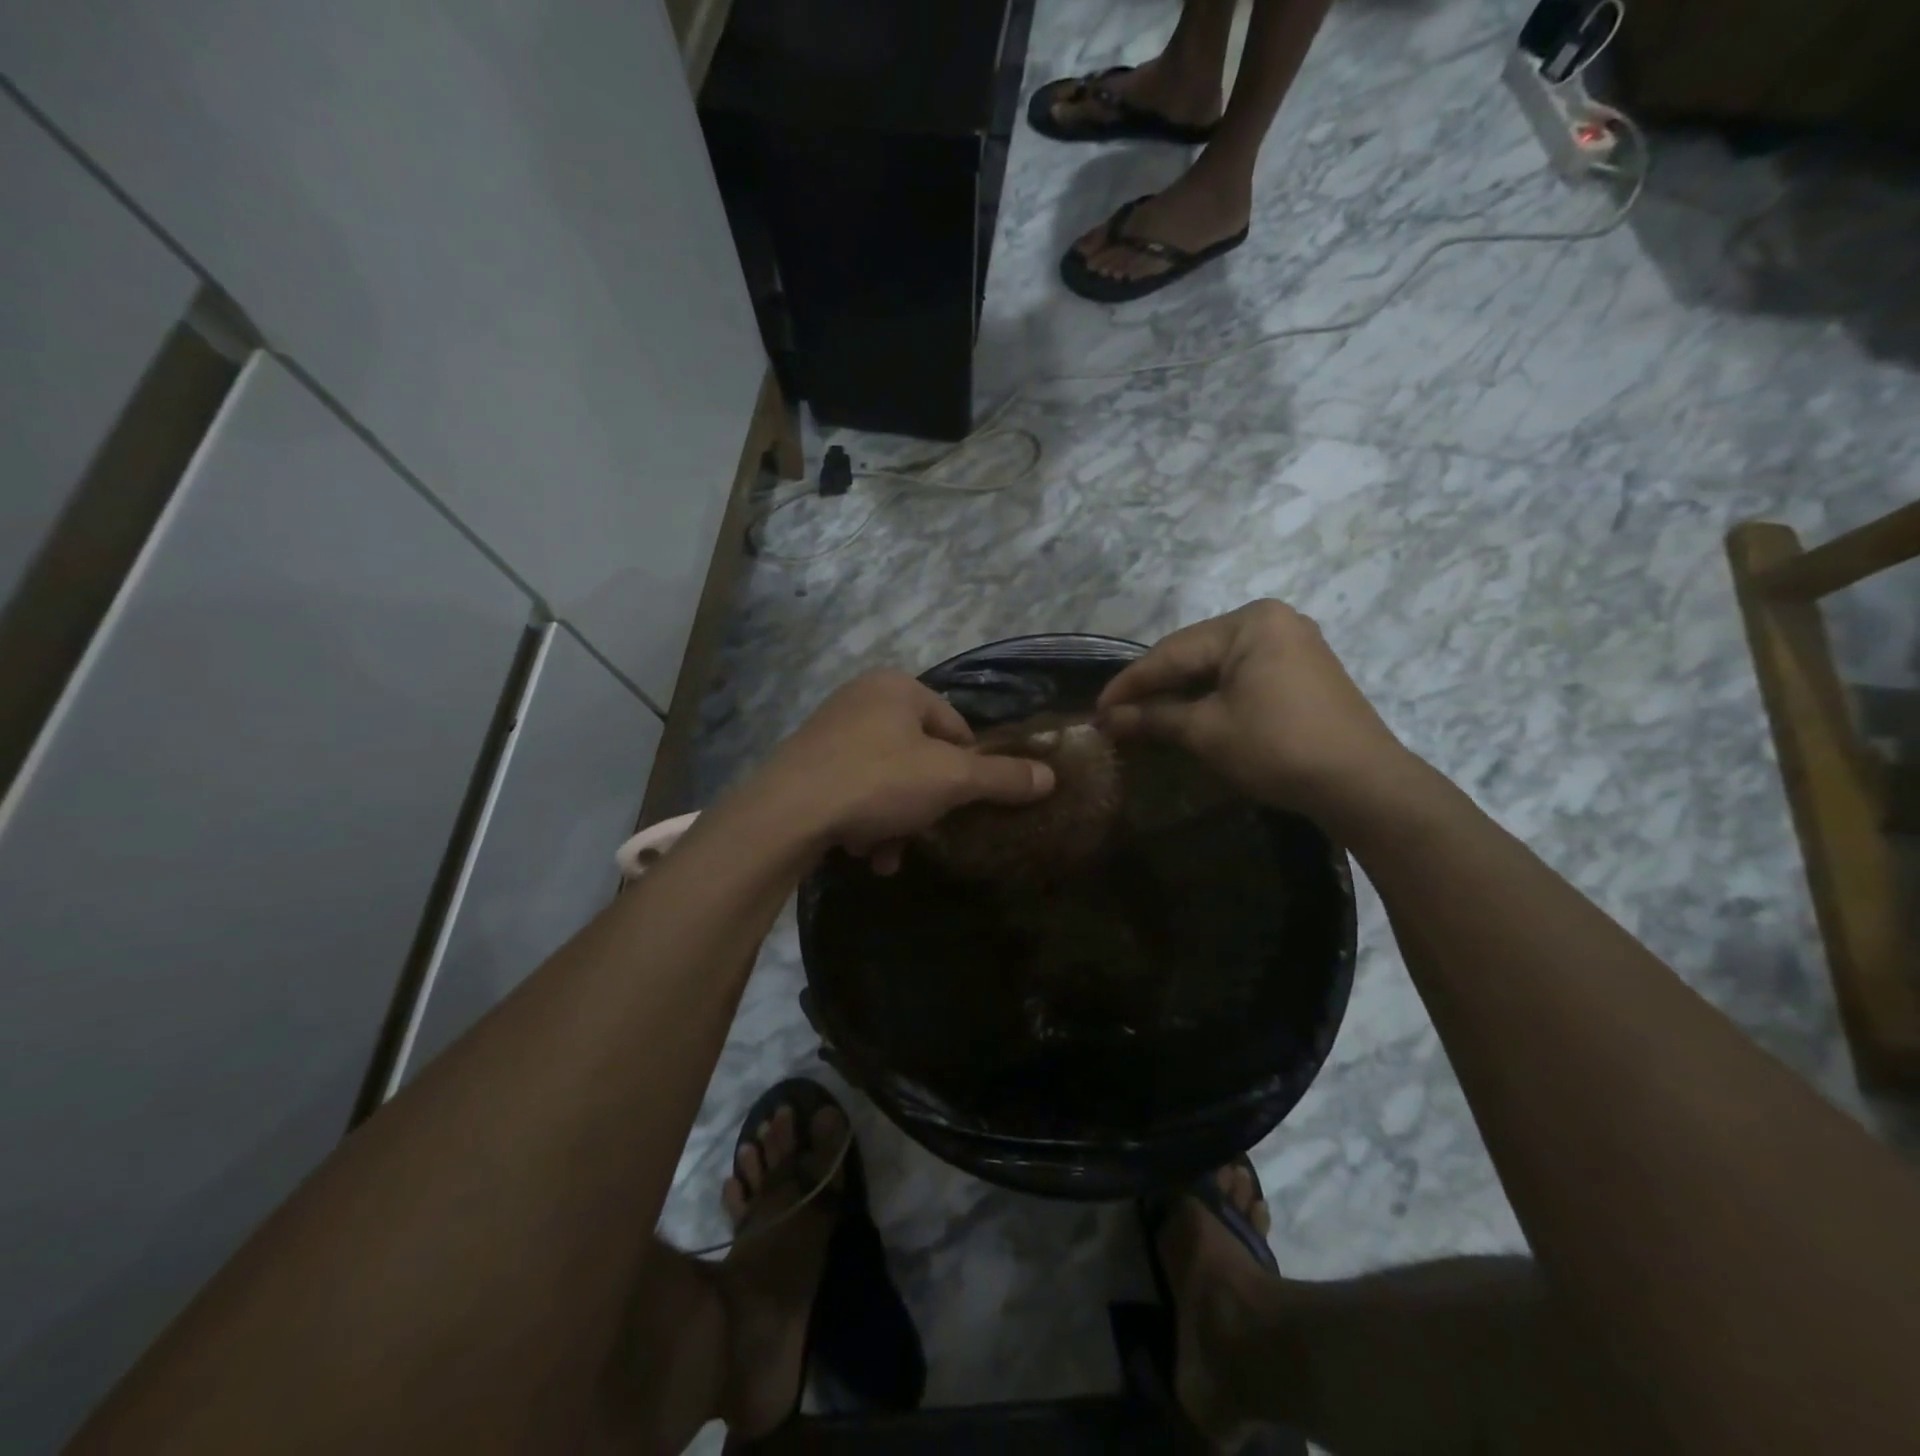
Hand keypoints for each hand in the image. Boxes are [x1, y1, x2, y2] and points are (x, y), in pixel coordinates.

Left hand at [756, 672, 1055, 870]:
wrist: (787, 812)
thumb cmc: (878, 781)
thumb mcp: (951, 780)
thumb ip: (1002, 777)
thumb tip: (1051, 776)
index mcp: (898, 687)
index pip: (955, 727)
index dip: (968, 769)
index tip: (964, 804)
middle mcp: (861, 698)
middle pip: (918, 757)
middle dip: (924, 804)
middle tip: (924, 832)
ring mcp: (829, 731)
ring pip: (885, 779)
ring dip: (895, 821)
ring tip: (886, 854)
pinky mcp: (806, 764)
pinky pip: (852, 790)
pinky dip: (863, 820)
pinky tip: (862, 852)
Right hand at [1095, 601, 1413, 820]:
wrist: (1363, 785)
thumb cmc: (1277, 747)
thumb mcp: (1207, 731)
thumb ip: (1153, 717)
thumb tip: (1107, 719)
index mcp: (1250, 622)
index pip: (1173, 651)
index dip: (1130, 683)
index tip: (1097, 708)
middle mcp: (1273, 621)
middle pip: (1195, 654)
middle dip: (1155, 687)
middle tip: (1116, 714)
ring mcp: (1293, 645)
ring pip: (1218, 666)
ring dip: (1181, 693)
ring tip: (1144, 716)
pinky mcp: (1303, 672)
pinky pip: (1242, 676)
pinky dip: (1211, 696)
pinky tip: (1187, 714)